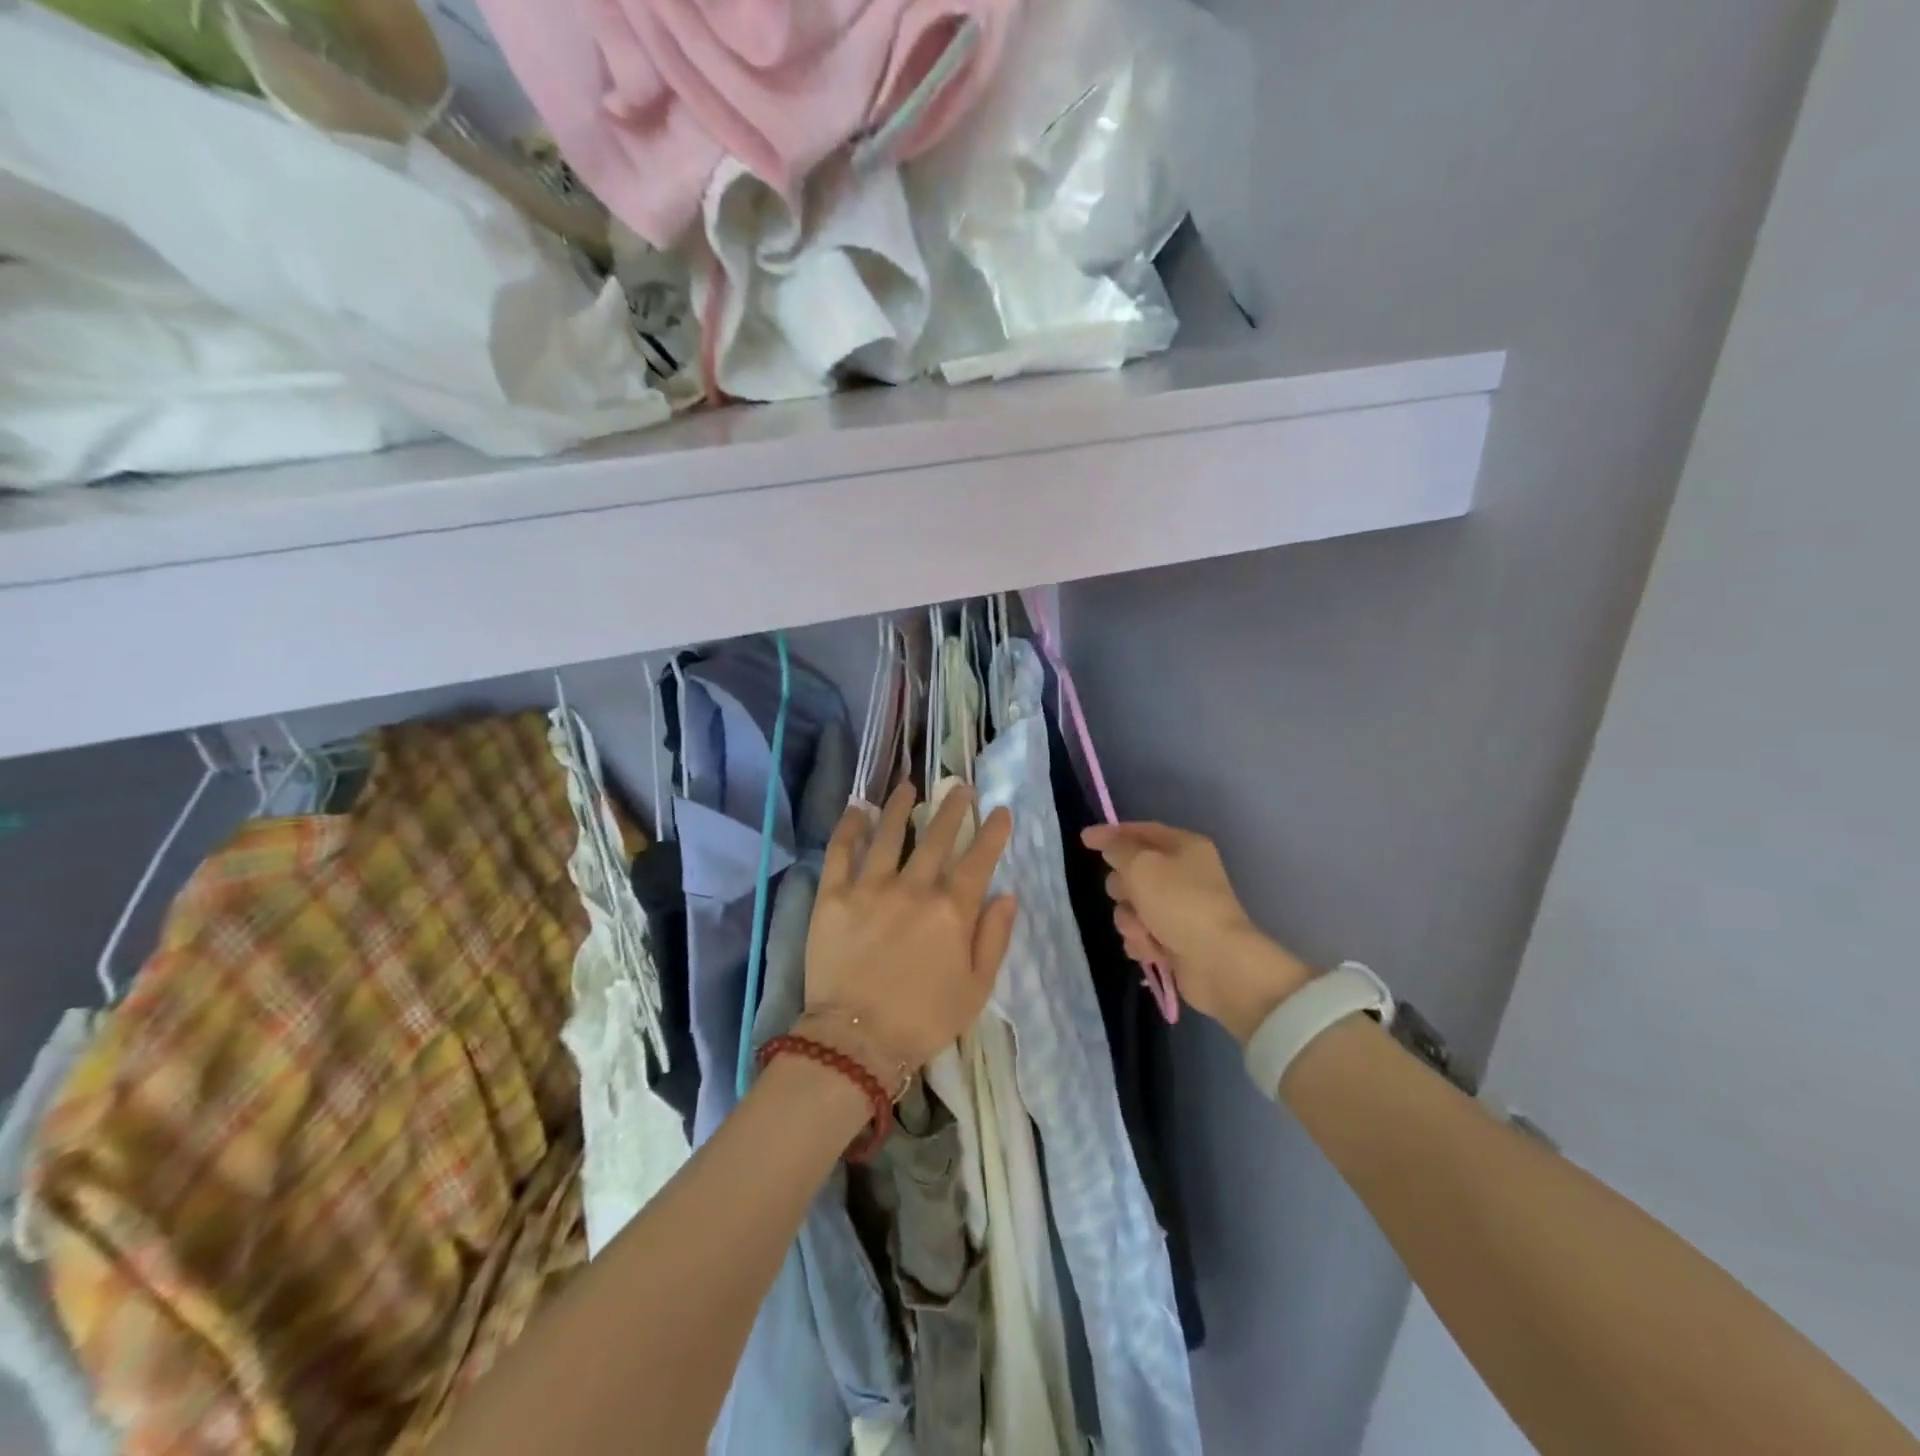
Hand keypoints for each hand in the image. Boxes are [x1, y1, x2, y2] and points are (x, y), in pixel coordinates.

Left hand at [805, 783, 1016, 1079]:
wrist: (856, 1041)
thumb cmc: (924, 1020)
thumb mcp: (977, 988)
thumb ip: (994, 937)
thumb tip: (1006, 894)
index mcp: (952, 910)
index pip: (979, 859)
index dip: (992, 832)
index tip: (1000, 810)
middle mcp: (914, 888)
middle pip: (937, 837)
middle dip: (953, 809)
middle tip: (960, 787)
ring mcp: (870, 887)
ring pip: (889, 833)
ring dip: (900, 806)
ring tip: (907, 786)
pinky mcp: (834, 896)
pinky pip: (840, 852)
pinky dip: (849, 827)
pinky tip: (857, 809)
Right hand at [1083, 822, 1313, 1042]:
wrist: (1218, 962)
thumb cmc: (1179, 903)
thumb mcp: (1141, 865)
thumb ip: (1117, 848)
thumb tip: (1109, 844)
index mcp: (1184, 847)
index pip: (1141, 831)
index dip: (1112, 834)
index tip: (1084, 840)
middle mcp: (1184, 874)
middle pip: (1133, 871)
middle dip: (1122, 887)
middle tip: (1127, 895)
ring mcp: (1180, 909)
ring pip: (1132, 906)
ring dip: (1130, 920)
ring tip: (1144, 931)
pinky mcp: (1175, 939)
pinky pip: (1142, 933)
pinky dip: (1142, 941)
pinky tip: (1152, 950)